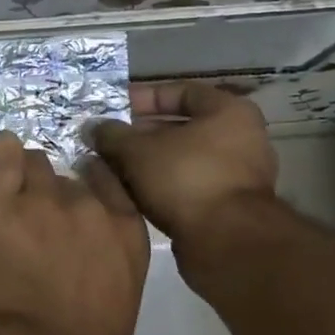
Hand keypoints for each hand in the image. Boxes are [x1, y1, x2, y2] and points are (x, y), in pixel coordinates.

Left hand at [0, 131, 149, 334]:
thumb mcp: (121, 296)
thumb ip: (109, 255)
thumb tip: (91, 247)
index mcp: (126, 229)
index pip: (108, 180)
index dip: (90, 186)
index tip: (76, 199)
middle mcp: (88, 204)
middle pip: (69, 177)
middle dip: (55, 194)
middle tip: (39, 222)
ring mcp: (43, 199)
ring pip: (36, 164)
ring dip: (28, 179)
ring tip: (15, 202)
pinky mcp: (1, 202)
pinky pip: (4, 155)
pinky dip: (2, 152)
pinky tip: (1, 151)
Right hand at [86, 83, 277, 242]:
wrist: (227, 243)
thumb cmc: (185, 179)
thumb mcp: (136, 150)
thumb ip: (112, 135)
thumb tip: (93, 128)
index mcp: (228, 112)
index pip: (179, 91)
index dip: (142, 97)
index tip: (112, 109)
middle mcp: (241, 138)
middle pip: (180, 127)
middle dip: (139, 134)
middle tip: (106, 140)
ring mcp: (238, 174)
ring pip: (181, 158)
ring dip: (147, 162)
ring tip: (111, 166)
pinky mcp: (230, 206)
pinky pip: (188, 184)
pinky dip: (161, 184)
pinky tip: (130, 192)